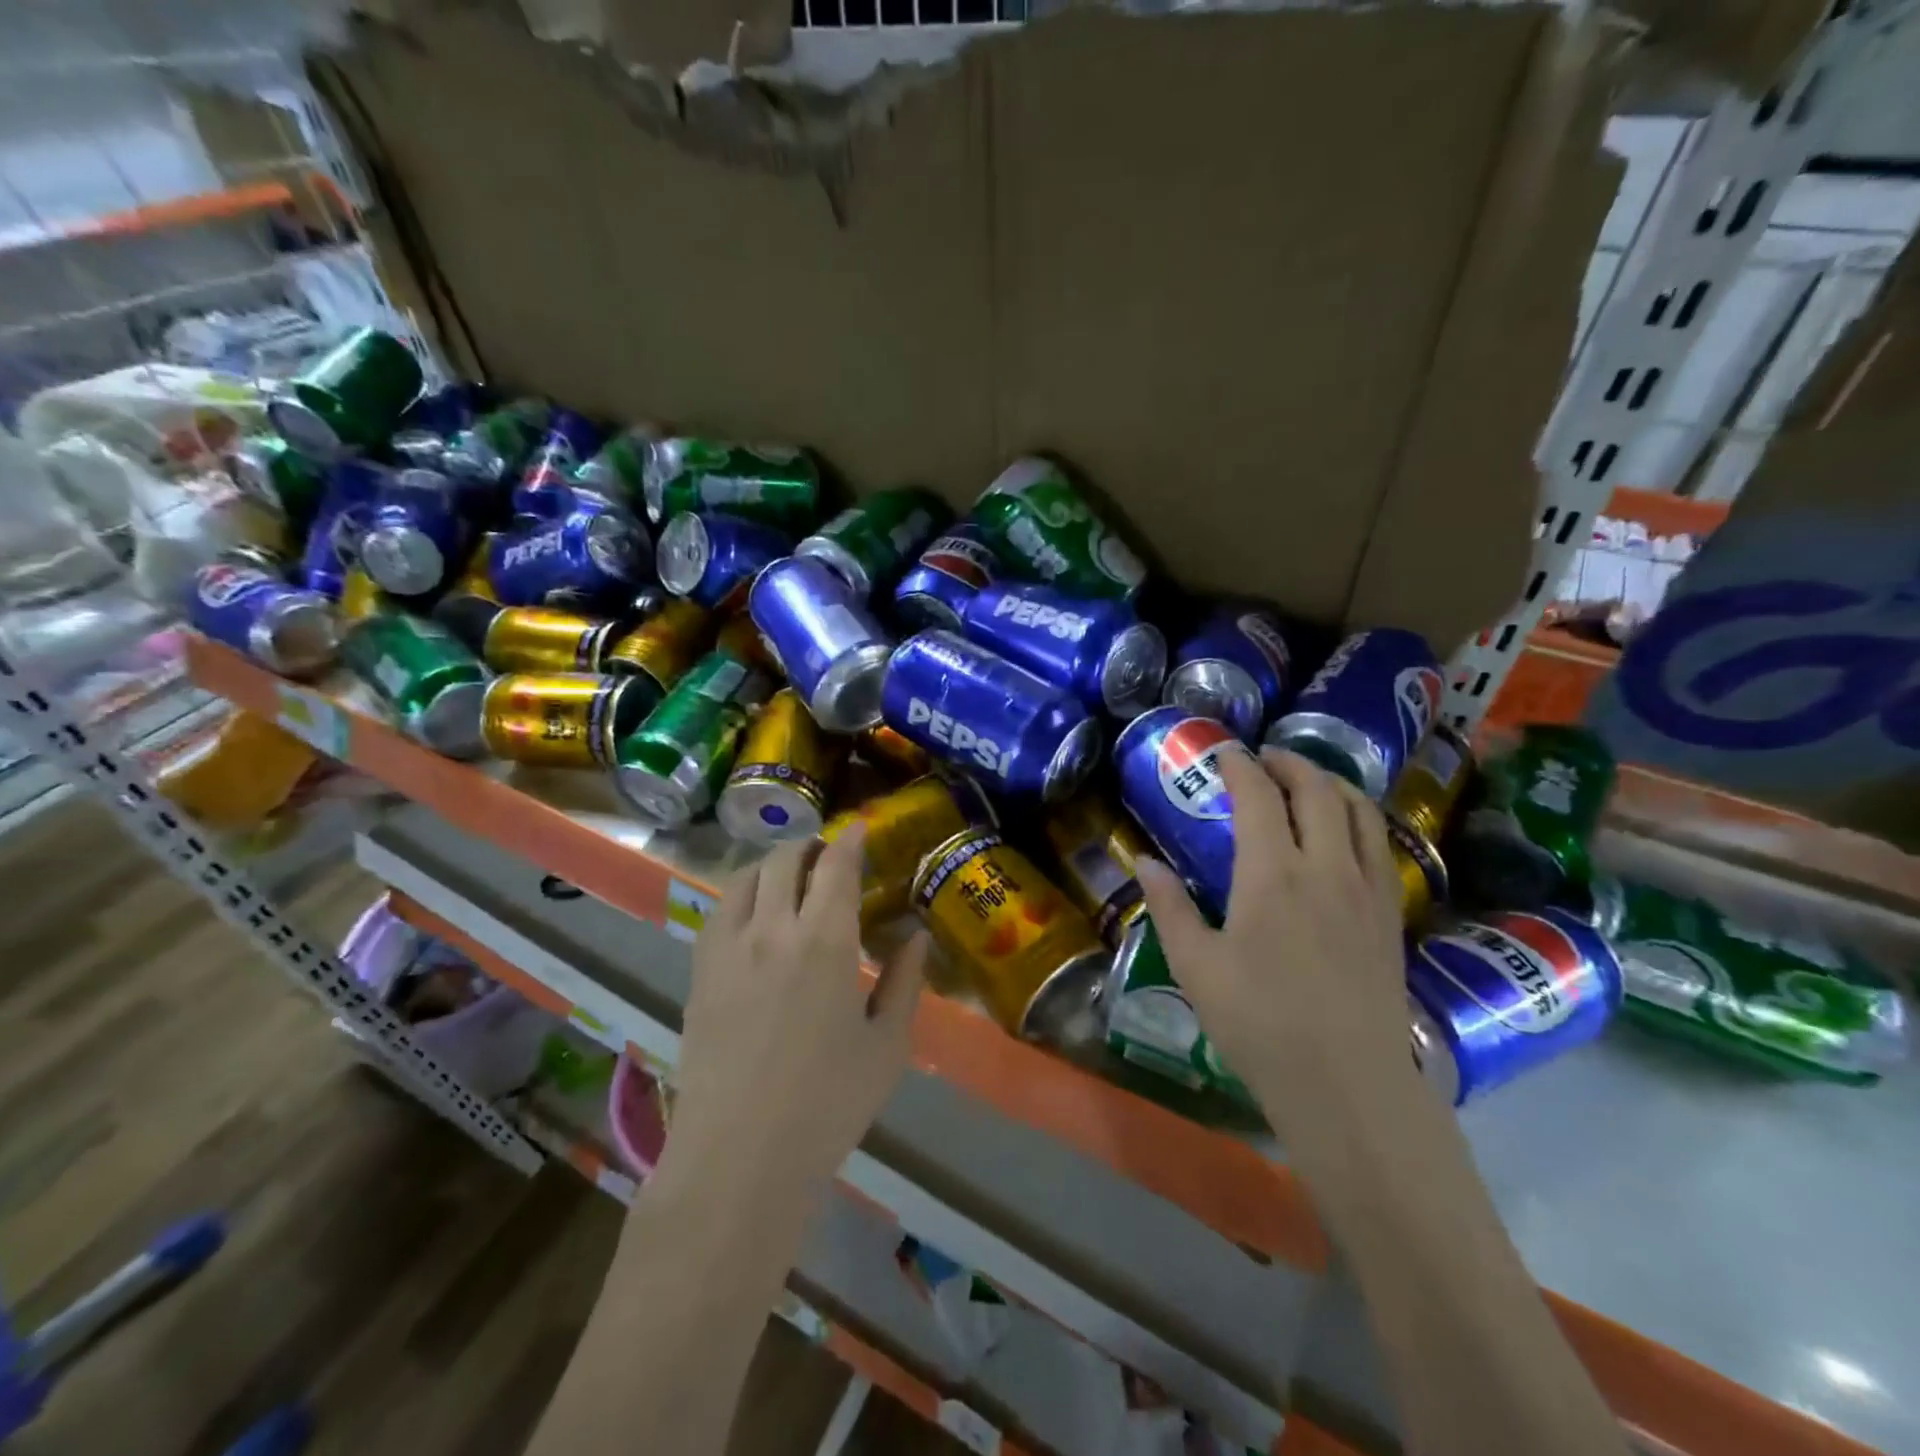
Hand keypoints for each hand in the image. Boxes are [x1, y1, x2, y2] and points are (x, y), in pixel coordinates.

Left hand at [664, 826, 928, 1201]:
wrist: (739, 1158)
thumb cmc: (827, 1105)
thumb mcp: (886, 1045)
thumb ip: (905, 981)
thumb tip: (916, 936)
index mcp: (825, 941)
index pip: (836, 865)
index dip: (848, 839)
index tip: (858, 829)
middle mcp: (773, 929)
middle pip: (785, 859)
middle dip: (810, 845)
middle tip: (828, 853)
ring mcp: (728, 948)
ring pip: (745, 877)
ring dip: (771, 863)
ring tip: (789, 875)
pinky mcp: (700, 972)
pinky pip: (718, 910)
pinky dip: (740, 893)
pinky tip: (753, 913)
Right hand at [1135, 747, 1417, 1147]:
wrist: (1346, 1083)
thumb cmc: (1258, 1022)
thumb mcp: (1195, 965)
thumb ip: (1170, 906)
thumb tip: (1145, 862)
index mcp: (1272, 874)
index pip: (1259, 796)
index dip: (1240, 766)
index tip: (1224, 753)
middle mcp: (1326, 866)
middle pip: (1317, 789)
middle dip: (1289, 763)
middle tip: (1264, 759)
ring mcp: (1367, 888)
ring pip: (1359, 810)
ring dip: (1331, 783)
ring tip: (1307, 782)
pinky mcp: (1390, 914)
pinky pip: (1381, 844)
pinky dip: (1360, 817)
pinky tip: (1345, 832)